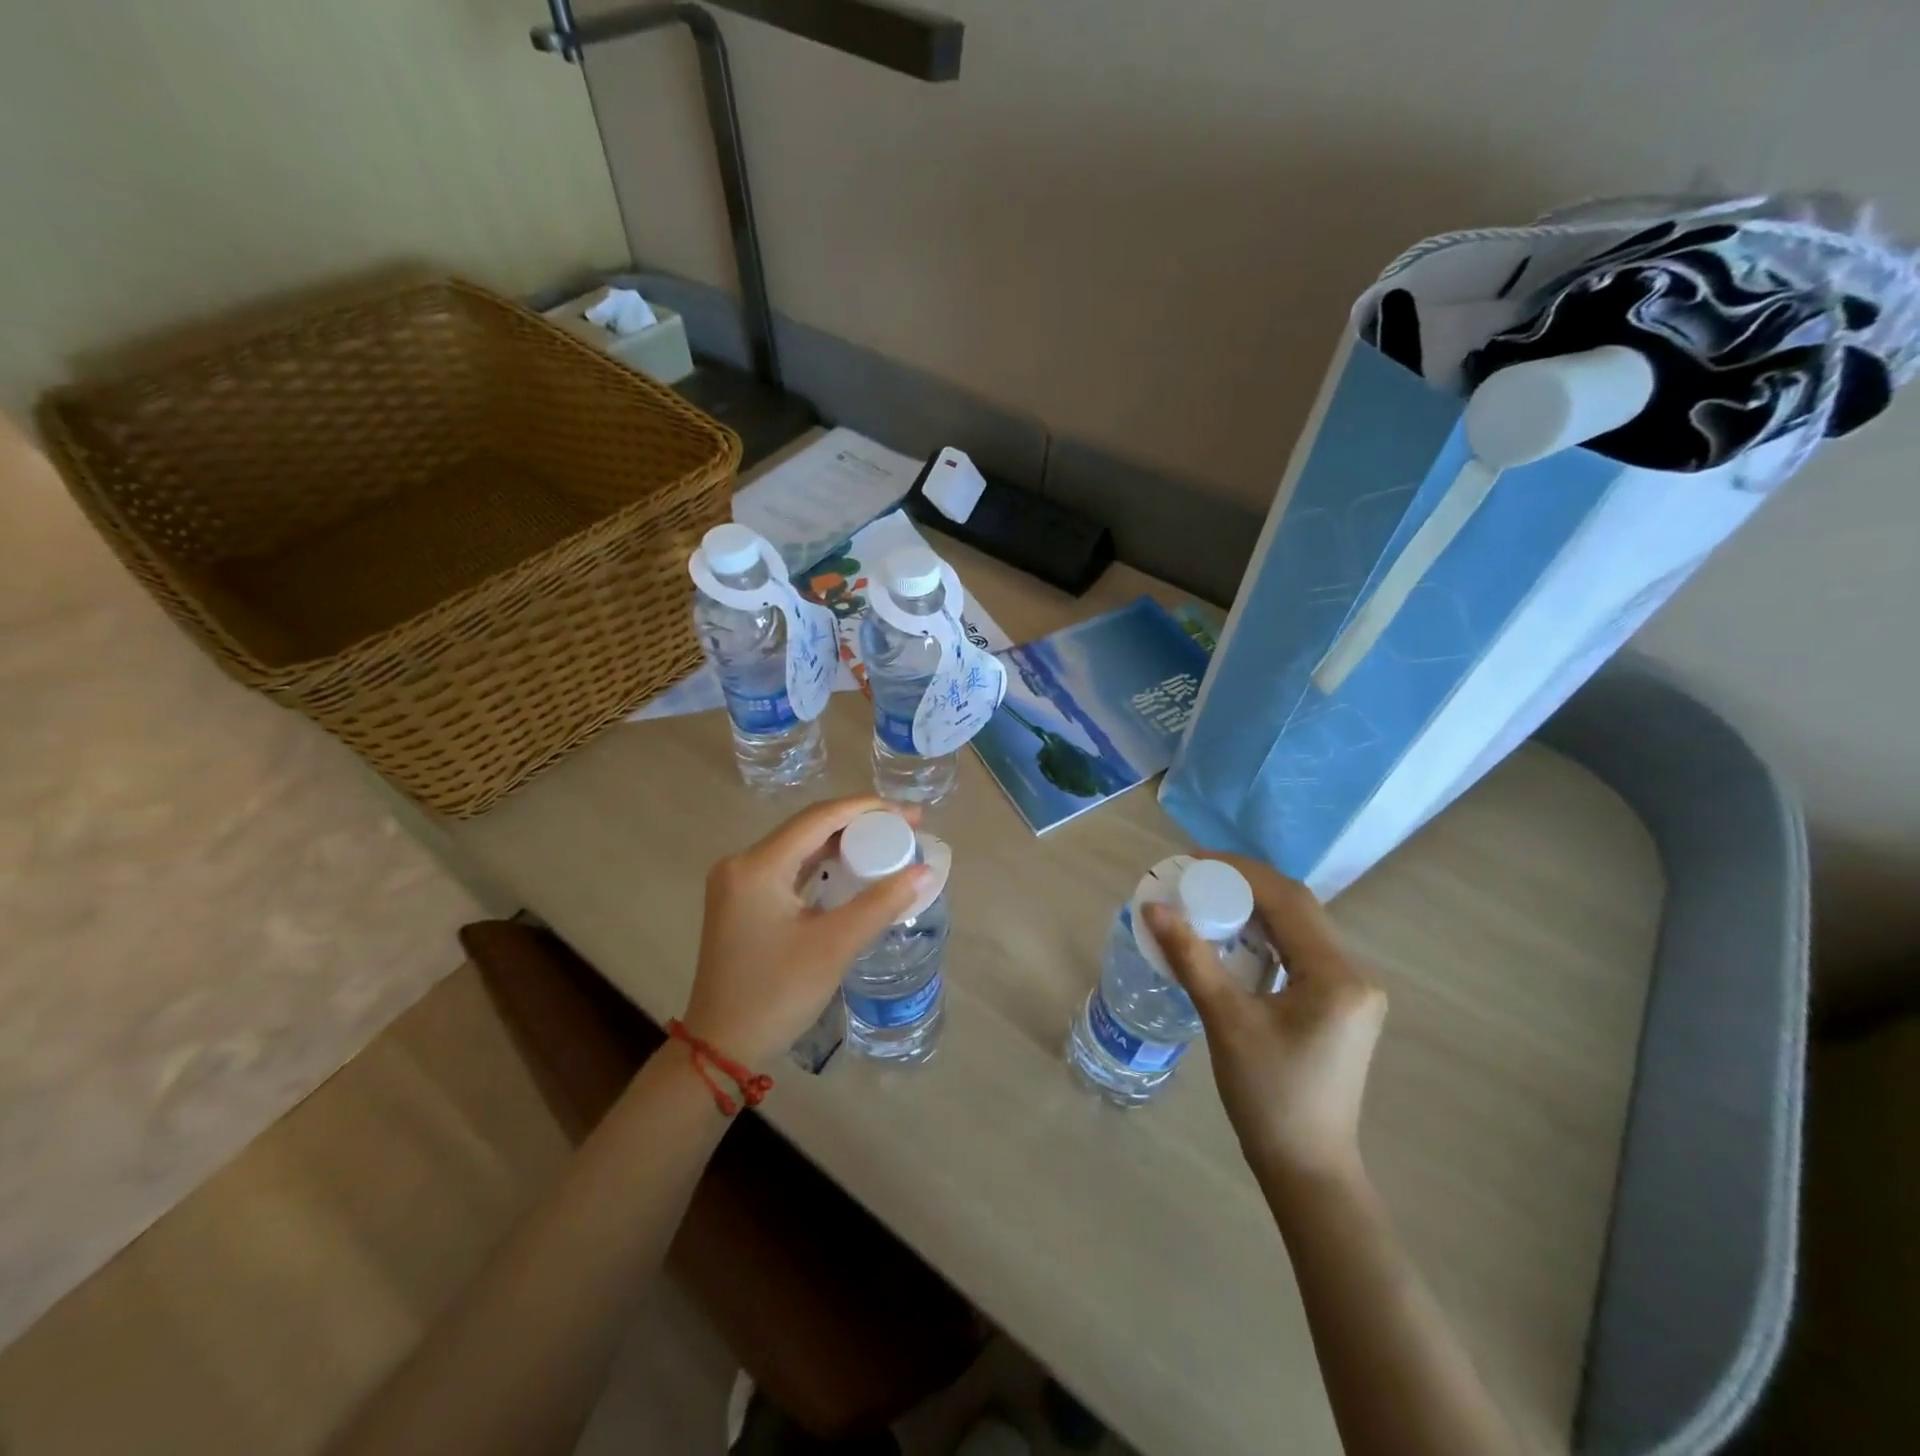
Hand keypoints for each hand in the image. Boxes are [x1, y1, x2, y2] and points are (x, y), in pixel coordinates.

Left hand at [682, 796, 929, 1068]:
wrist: (721, 1048)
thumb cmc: (775, 994)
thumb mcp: (834, 946)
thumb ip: (881, 903)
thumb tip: (924, 871)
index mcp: (758, 866)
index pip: (820, 818)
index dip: (869, 809)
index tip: (911, 815)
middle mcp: (743, 863)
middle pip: (810, 827)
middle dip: (861, 824)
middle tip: (907, 829)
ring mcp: (739, 882)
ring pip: (801, 847)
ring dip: (844, 843)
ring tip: (889, 844)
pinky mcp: (744, 901)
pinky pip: (791, 868)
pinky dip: (825, 865)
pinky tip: (855, 869)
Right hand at [1144, 854, 1386, 1181]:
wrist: (1307, 1166)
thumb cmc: (1268, 1095)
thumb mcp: (1226, 1020)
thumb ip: (1191, 957)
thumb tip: (1154, 907)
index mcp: (1337, 975)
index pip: (1289, 900)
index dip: (1241, 872)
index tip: (1195, 860)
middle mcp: (1354, 974)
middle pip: (1298, 908)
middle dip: (1246, 885)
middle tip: (1196, 878)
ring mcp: (1352, 991)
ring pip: (1301, 928)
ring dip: (1256, 908)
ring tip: (1208, 900)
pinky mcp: (1340, 1005)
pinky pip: (1301, 952)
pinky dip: (1266, 936)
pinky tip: (1234, 938)